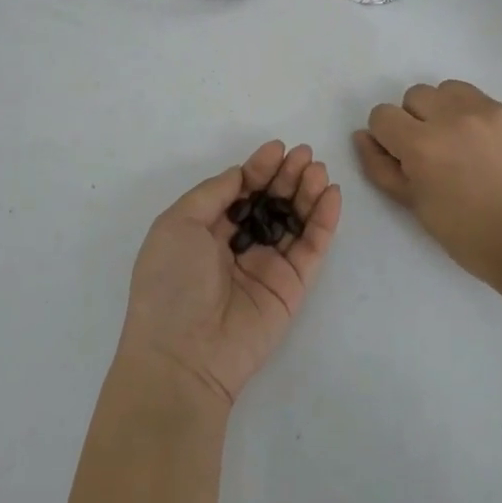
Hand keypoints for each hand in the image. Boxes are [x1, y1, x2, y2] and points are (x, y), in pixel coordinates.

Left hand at [118, 141, 342, 411]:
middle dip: (286, 176)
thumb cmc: (171, 282)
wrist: (184, 354)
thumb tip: (241, 174)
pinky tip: (330, 194)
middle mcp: (237, 246)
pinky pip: (312, 247)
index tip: (277, 148)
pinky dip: (323, 220)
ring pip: (294, 220)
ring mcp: (267, 266)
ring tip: (317, 170)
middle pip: (270, 202)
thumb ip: (213, 193)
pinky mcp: (292, 286)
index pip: (239, 191)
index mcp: (205, 230)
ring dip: (307, 192)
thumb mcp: (177, 224)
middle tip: (304, 155)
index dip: (258, 168)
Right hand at [354, 80, 501, 288]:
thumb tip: (363, 137)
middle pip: (414, 96)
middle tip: (432, 153)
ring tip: (458, 142)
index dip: (386, 137)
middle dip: (414, 120)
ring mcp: (486, 111)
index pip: (382, 115)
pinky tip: (486, 147)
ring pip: (447, 90)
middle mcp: (451, 117)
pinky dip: (473, 116)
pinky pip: (480, 100)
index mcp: (421, 145)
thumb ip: (381, 168)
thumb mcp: (414, 205)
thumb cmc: (467, 233)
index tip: (402, 157)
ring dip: (443, 110)